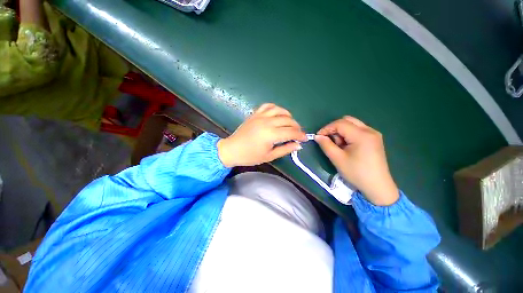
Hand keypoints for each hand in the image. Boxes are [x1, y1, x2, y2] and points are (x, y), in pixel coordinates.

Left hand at [217, 103, 306, 167]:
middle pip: (288, 120)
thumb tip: (298, 145)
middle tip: (298, 134)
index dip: (300, 135)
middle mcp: (267, 122)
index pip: (291, 132)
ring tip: (290, 123)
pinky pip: (268, 106)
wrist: (232, 149)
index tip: (305, 139)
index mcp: (271, 134)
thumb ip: (285, 149)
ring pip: (280, 110)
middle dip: (296, 127)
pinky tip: (278, 114)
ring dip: (288, 116)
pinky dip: (276, 108)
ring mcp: (260, 116)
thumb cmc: (250, 156)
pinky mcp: (255, 114)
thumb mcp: (269, 156)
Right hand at [315, 116, 398, 205]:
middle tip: (329, 141)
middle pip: (347, 120)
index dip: (326, 128)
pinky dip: (348, 135)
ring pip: (352, 125)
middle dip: (334, 128)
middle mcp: (370, 130)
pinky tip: (347, 146)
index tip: (318, 137)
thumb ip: (326, 145)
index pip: (340, 123)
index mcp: (362, 135)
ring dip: (341, 132)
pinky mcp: (374, 139)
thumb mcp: (337, 159)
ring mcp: (374, 134)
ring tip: (339, 146)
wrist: (377, 187)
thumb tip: (317, 136)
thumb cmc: (356, 173)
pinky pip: (358, 130)